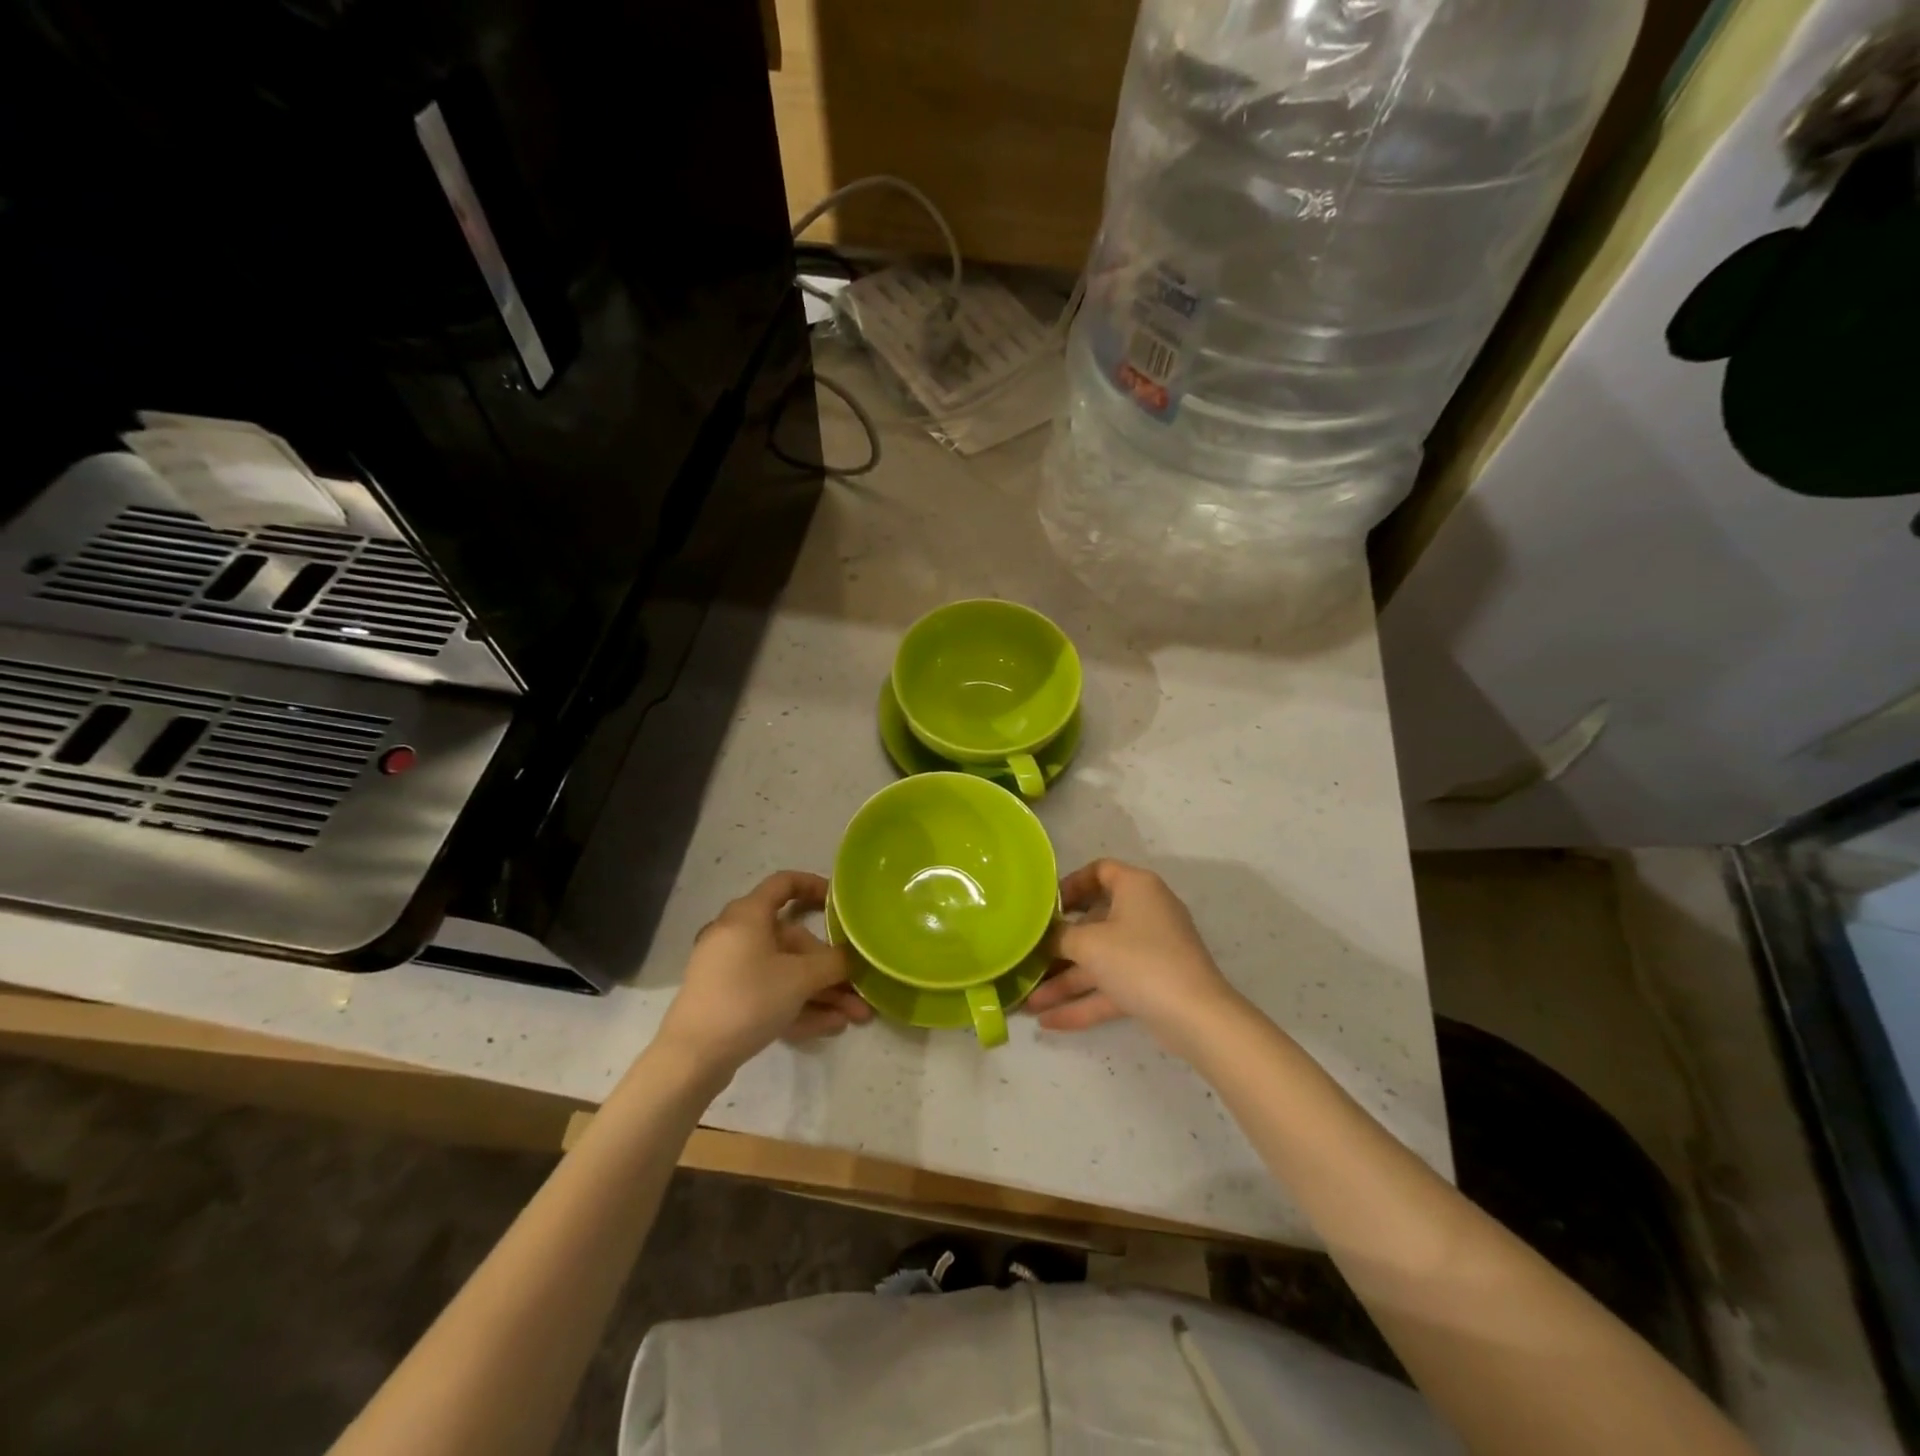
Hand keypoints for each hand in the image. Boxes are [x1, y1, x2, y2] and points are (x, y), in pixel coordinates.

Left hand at [654, 871, 871, 1076]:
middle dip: (830, 968)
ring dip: (822, 992)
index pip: (784, 883)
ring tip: (854, 1017)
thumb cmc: (748, 999)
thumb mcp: (800, 979)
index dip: (814, 886)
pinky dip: (799, 1004)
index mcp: (748, 915)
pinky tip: (831, 1026)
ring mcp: (730, 969)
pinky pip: (770, 992)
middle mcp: (737, 935)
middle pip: (793, 941)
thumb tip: (852, 958)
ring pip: (785, 972)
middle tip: (859, 990)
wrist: (691, 1057)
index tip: (841, 903)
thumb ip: (833, 964)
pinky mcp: (728, 999)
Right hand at [1024, 859, 1239, 1054]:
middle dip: (1059, 946)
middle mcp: (1145, 912)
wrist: (1196, 1017)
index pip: (1099, 871)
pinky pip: (1111, 986)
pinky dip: (1084, 1002)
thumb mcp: (1089, 944)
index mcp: (1136, 887)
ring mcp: (1150, 950)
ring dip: (1065, 981)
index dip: (1070, 885)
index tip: (1045, 906)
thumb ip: (1059, 936)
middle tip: (1029, 956)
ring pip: (1100, 960)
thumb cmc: (1138, 961)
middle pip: (1094, 921)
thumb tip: (1044, 934)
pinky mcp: (1152, 983)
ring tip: (1029, 1003)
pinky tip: (1050, 1022)